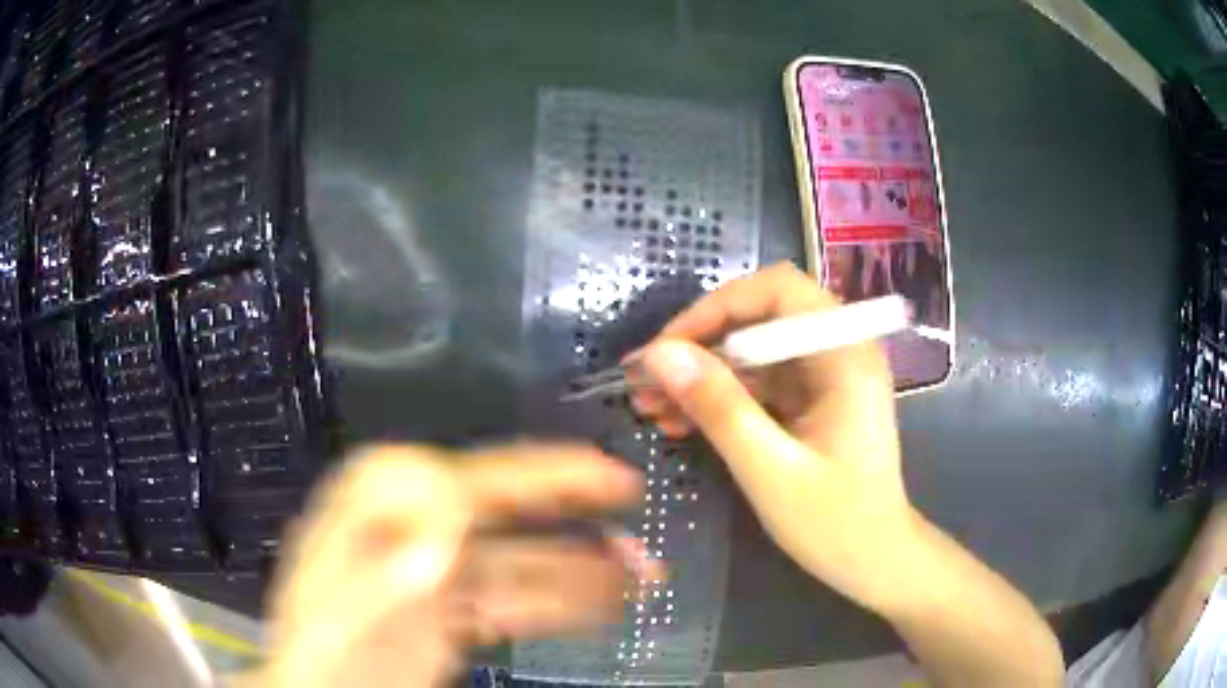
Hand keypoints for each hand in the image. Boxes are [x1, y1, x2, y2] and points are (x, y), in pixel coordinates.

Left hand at [251, 444, 661, 687]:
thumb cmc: (322, 658)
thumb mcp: (344, 615)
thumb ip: (392, 567)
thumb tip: (450, 514)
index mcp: (374, 508)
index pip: (465, 477)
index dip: (536, 474)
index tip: (598, 477)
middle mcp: (408, 526)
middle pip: (499, 506)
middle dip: (567, 506)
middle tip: (628, 498)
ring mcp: (433, 571)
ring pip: (518, 557)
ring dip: (579, 563)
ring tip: (638, 566)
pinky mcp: (452, 610)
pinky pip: (515, 597)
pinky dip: (559, 600)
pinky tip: (600, 602)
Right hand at [629, 263, 913, 613]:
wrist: (878, 561)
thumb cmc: (835, 523)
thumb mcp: (769, 468)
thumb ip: (718, 407)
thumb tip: (659, 354)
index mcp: (845, 353)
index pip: (776, 290)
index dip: (715, 308)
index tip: (667, 349)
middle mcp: (841, 349)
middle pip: (761, 316)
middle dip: (701, 344)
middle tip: (646, 381)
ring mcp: (828, 375)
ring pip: (754, 350)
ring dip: (704, 374)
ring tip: (650, 406)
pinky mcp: (816, 399)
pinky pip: (762, 382)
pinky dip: (722, 397)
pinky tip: (681, 422)